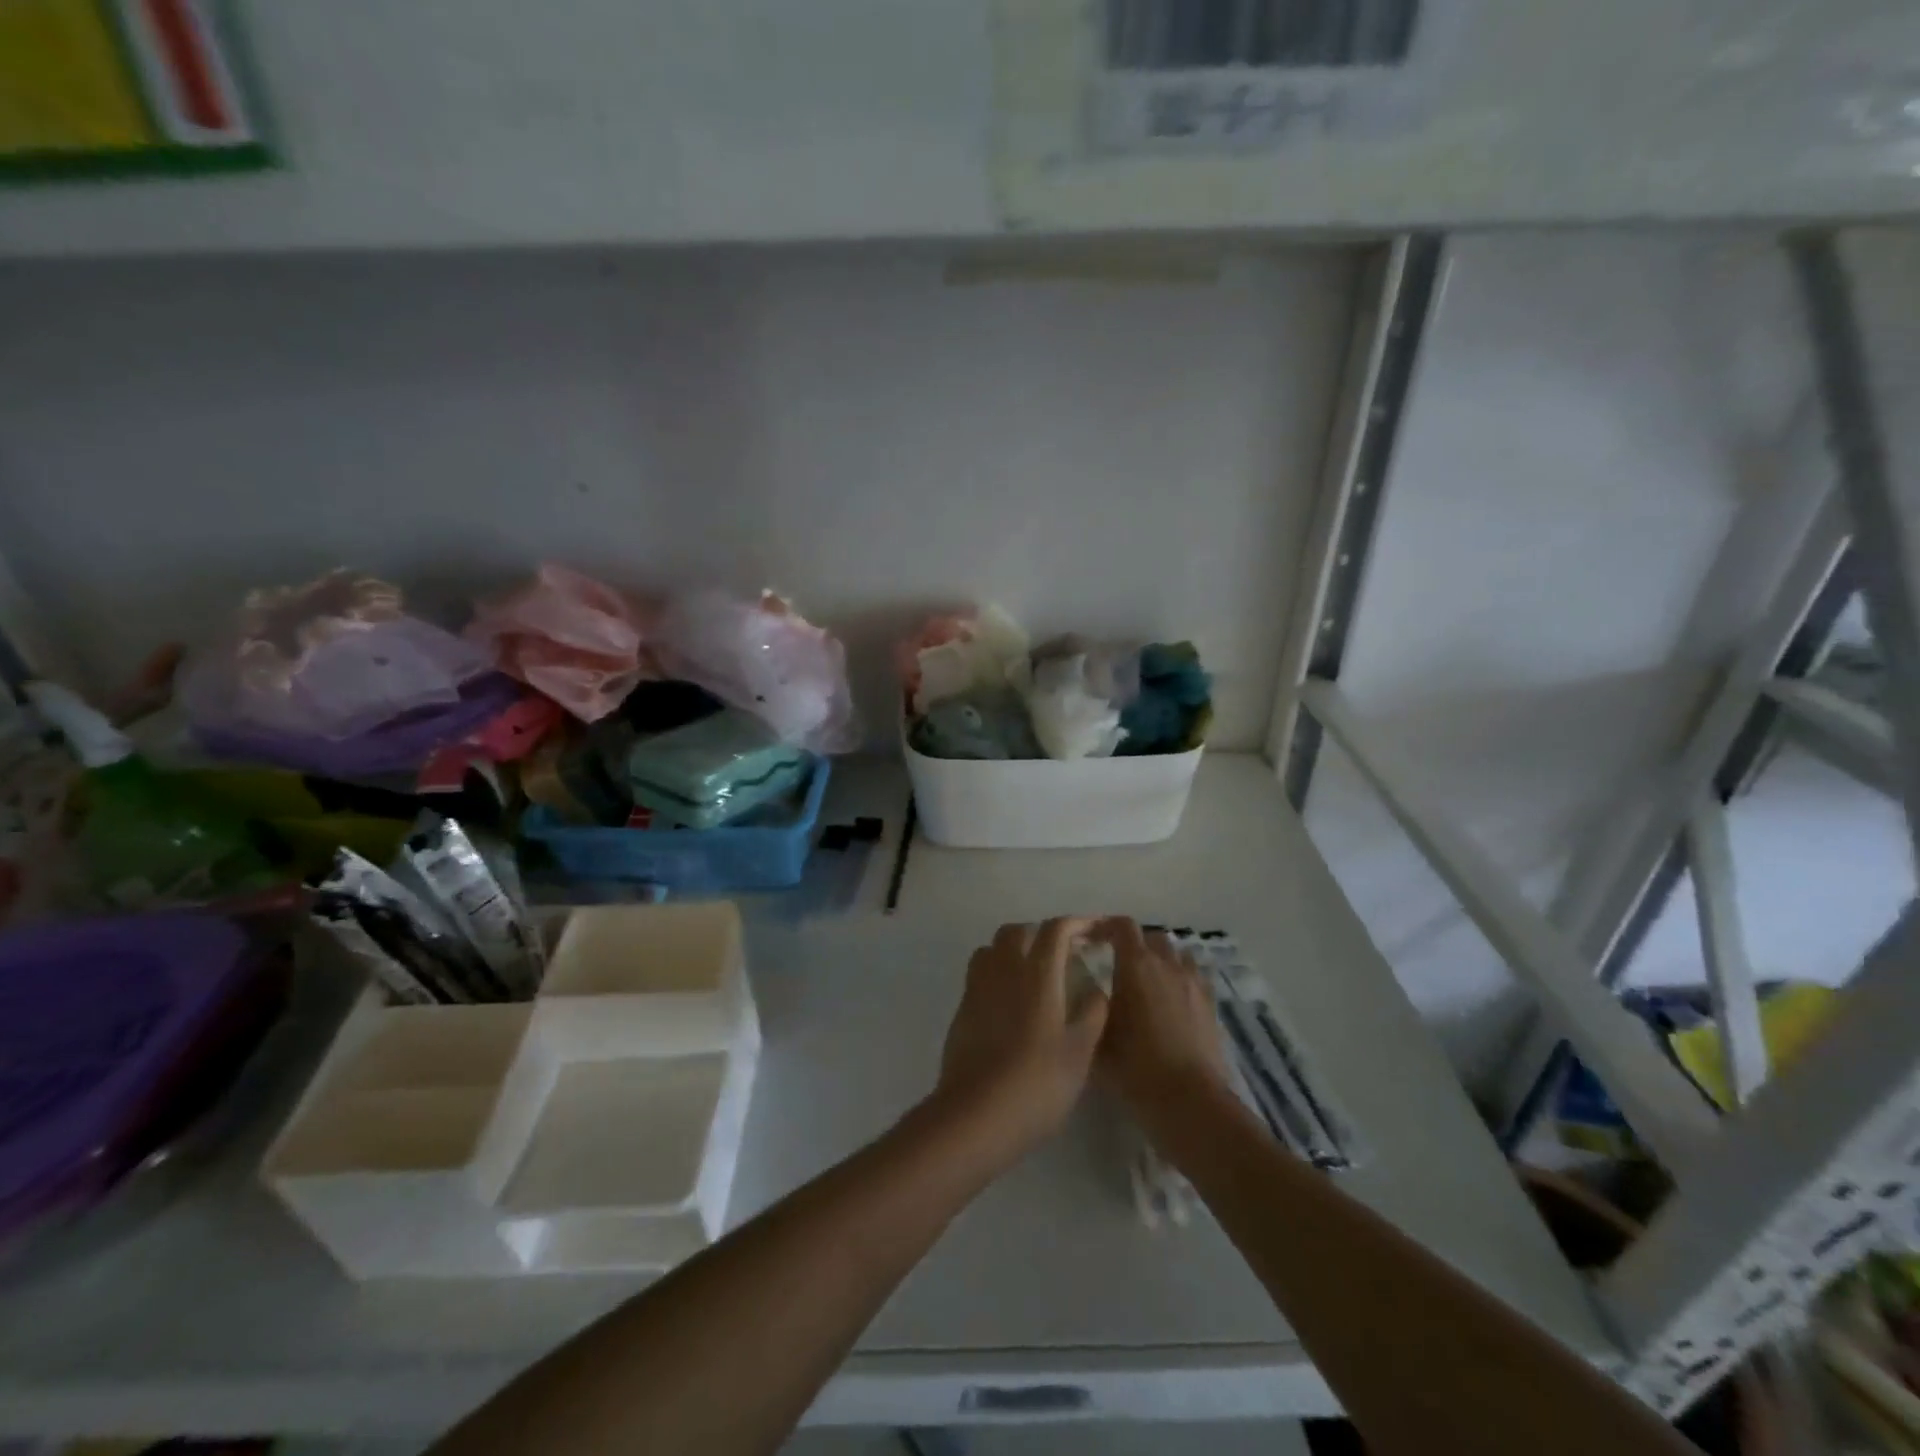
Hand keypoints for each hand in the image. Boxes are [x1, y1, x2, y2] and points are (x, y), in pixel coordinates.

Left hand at [933, 919, 1108, 1165]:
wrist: (976, 1113)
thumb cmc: (1037, 1082)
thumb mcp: (1080, 1051)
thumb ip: (1092, 1012)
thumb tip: (1096, 988)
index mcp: (1037, 973)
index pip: (1055, 930)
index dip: (1077, 923)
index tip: (1095, 929)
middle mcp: (1004, 969)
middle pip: (1018, 931)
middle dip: (1042, 932)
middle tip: (1064, 952)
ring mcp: (977, 987)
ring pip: (993, 948)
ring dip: (1014, 948)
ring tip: (1035, 971)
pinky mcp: (962, 1009)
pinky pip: (980, 973)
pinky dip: (998, 972)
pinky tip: (1012, 1001)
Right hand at [1093, 918, 1229, 1114]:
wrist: (1188, 1100)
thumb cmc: (1135, 1067)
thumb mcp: (1098, 1038)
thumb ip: (1092, 1008)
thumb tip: (1092, 996)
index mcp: (1135, 966)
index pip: (1122, 926)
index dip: (1106, 926)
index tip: (1092, 938)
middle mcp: (1167, 965)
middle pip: (1152, 937)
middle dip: (1135, 945)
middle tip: (1120, 966)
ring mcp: (1194, 983)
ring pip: (1177, 955)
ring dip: (1161, 960)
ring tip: (1149, 983)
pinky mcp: (1211, 1004)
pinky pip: (1195, 977)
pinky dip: (1182, 980)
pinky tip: (1173, 1002)